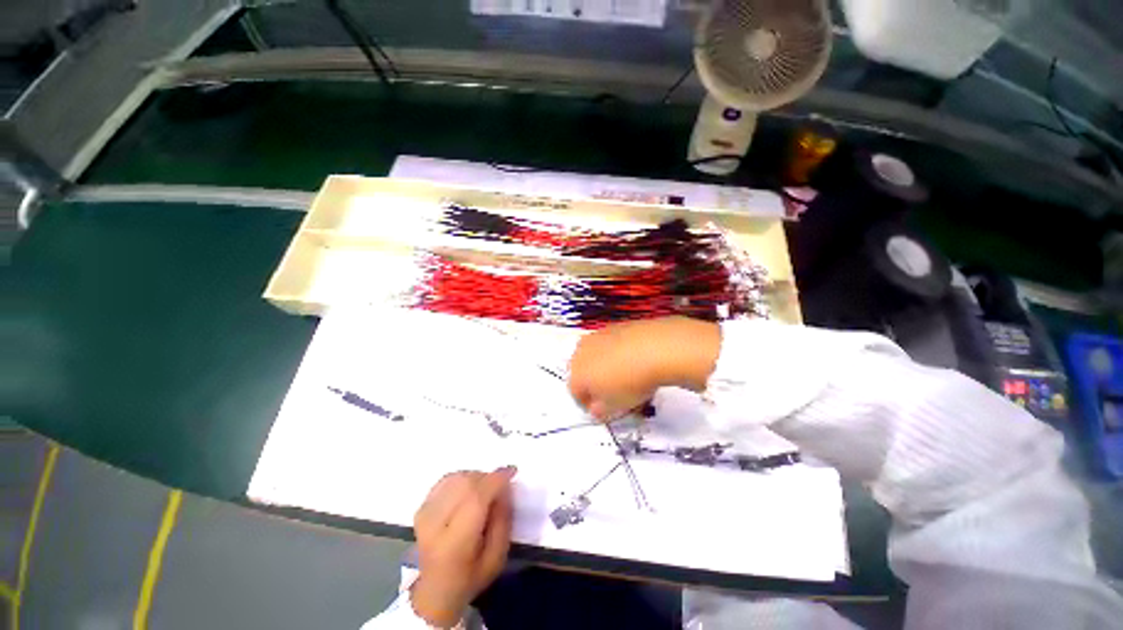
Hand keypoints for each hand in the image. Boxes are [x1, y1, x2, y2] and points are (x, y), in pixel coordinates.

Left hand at [411, 467, 516, 627]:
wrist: (434, 591)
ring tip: (485, 489)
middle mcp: (434, 526)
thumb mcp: (497, 557)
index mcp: (455, 545)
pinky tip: (469, 490)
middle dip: (488, 478)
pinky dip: (462, 478)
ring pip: (456, 478)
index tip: (512, 472)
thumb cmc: (471, 577)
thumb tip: (505, 487)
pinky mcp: (421, 508)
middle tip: (500, 485)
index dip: (496, 480)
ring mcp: (424, 515)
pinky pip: (446, 480)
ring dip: (475, 477)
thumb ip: (503, 520)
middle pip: (465, 484)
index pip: (476, 500)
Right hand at [568, 316, 721, 420]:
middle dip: (597, 385)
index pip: (575, 393)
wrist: (655, 349)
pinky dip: (619, 354)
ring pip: (598, 357)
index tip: (603, 410)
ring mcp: (598, 336)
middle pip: (585, 372)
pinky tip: (636, 363)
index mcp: (575, 372)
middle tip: (615, 396)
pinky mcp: (615, 326)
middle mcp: (581, 351)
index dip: (589, 405)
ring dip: (608, 369)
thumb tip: (597, 409)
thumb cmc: (630, 381)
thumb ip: (600, 411)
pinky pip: (613, 345)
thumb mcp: (614, 408)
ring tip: (629, 379)